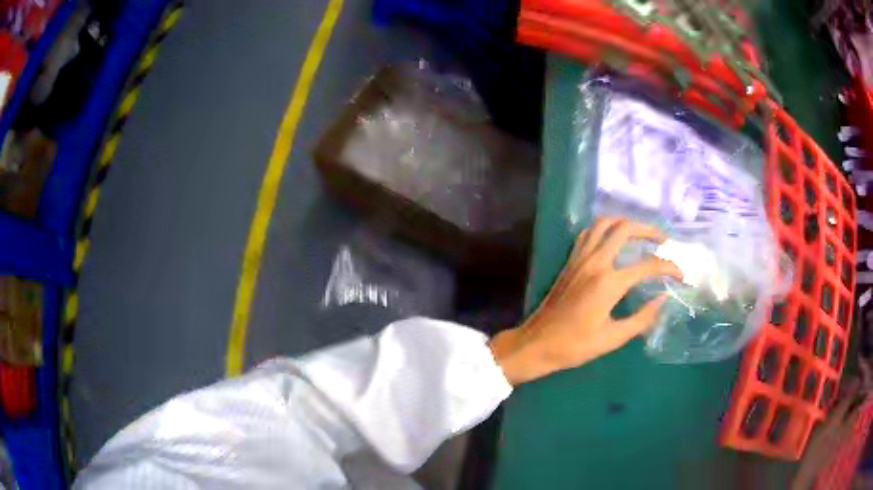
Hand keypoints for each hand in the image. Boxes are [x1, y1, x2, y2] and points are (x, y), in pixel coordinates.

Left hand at [490, 218, 681, 384]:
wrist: (536, 343)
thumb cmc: (575, 346)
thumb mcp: (613, 338)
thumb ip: (642, 318)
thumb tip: (663, 298)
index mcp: (609, 283)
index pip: (647, 265)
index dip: (669, 267)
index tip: (681, 274)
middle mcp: (595, 262)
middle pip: (625, 229)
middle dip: (649, 230)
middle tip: (663, 241)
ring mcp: (580, 258)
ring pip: (604, 224)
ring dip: (625, 224)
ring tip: (641, 235)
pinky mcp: (570, 261)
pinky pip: (588, 234)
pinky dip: (605, 229)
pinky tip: (613, 241)